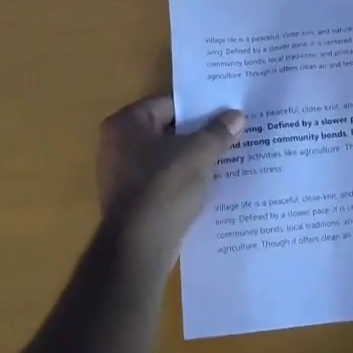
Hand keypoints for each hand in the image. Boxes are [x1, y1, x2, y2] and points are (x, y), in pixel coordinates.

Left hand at [96, 96, 244, 260]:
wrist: (139, 248)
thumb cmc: (164, 187)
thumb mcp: (199, 154)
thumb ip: (218, 131)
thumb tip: (236, 115)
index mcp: (127, 122)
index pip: (171, 104)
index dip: (201, 108)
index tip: (226, 113)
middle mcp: (116, 143)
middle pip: (168, 130)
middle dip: (198, 135)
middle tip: (231, 134)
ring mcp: (120, 175)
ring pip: (166, 158)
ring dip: (191, 160)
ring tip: (226, 160)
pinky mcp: (130, 201)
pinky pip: (161, 182)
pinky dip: (181, 182)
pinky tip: (208, 187)